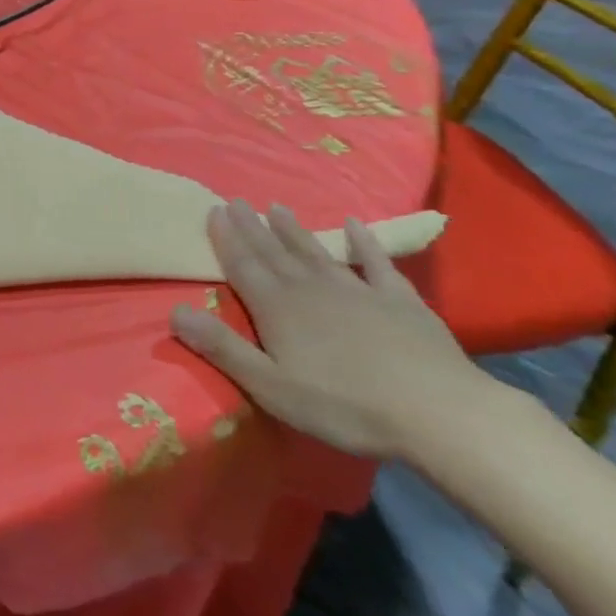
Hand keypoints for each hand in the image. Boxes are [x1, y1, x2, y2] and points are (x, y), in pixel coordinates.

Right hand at [170, 201, 495, 460]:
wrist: (440, 414)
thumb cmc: (346, 406)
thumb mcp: (271, 386)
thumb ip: (222, 348)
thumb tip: (175, 311)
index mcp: (277, 308)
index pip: (243, 265)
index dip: (226, 239)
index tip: (215, 210)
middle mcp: (311, 289)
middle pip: (275, 253)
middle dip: (253, 227)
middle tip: (238, 201)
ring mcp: (358, 291)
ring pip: (317, 253)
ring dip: (295, 231)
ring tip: (278, 207)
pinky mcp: (401, 302)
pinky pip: (377, 264)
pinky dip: (365, 244)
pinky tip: (355, 226)